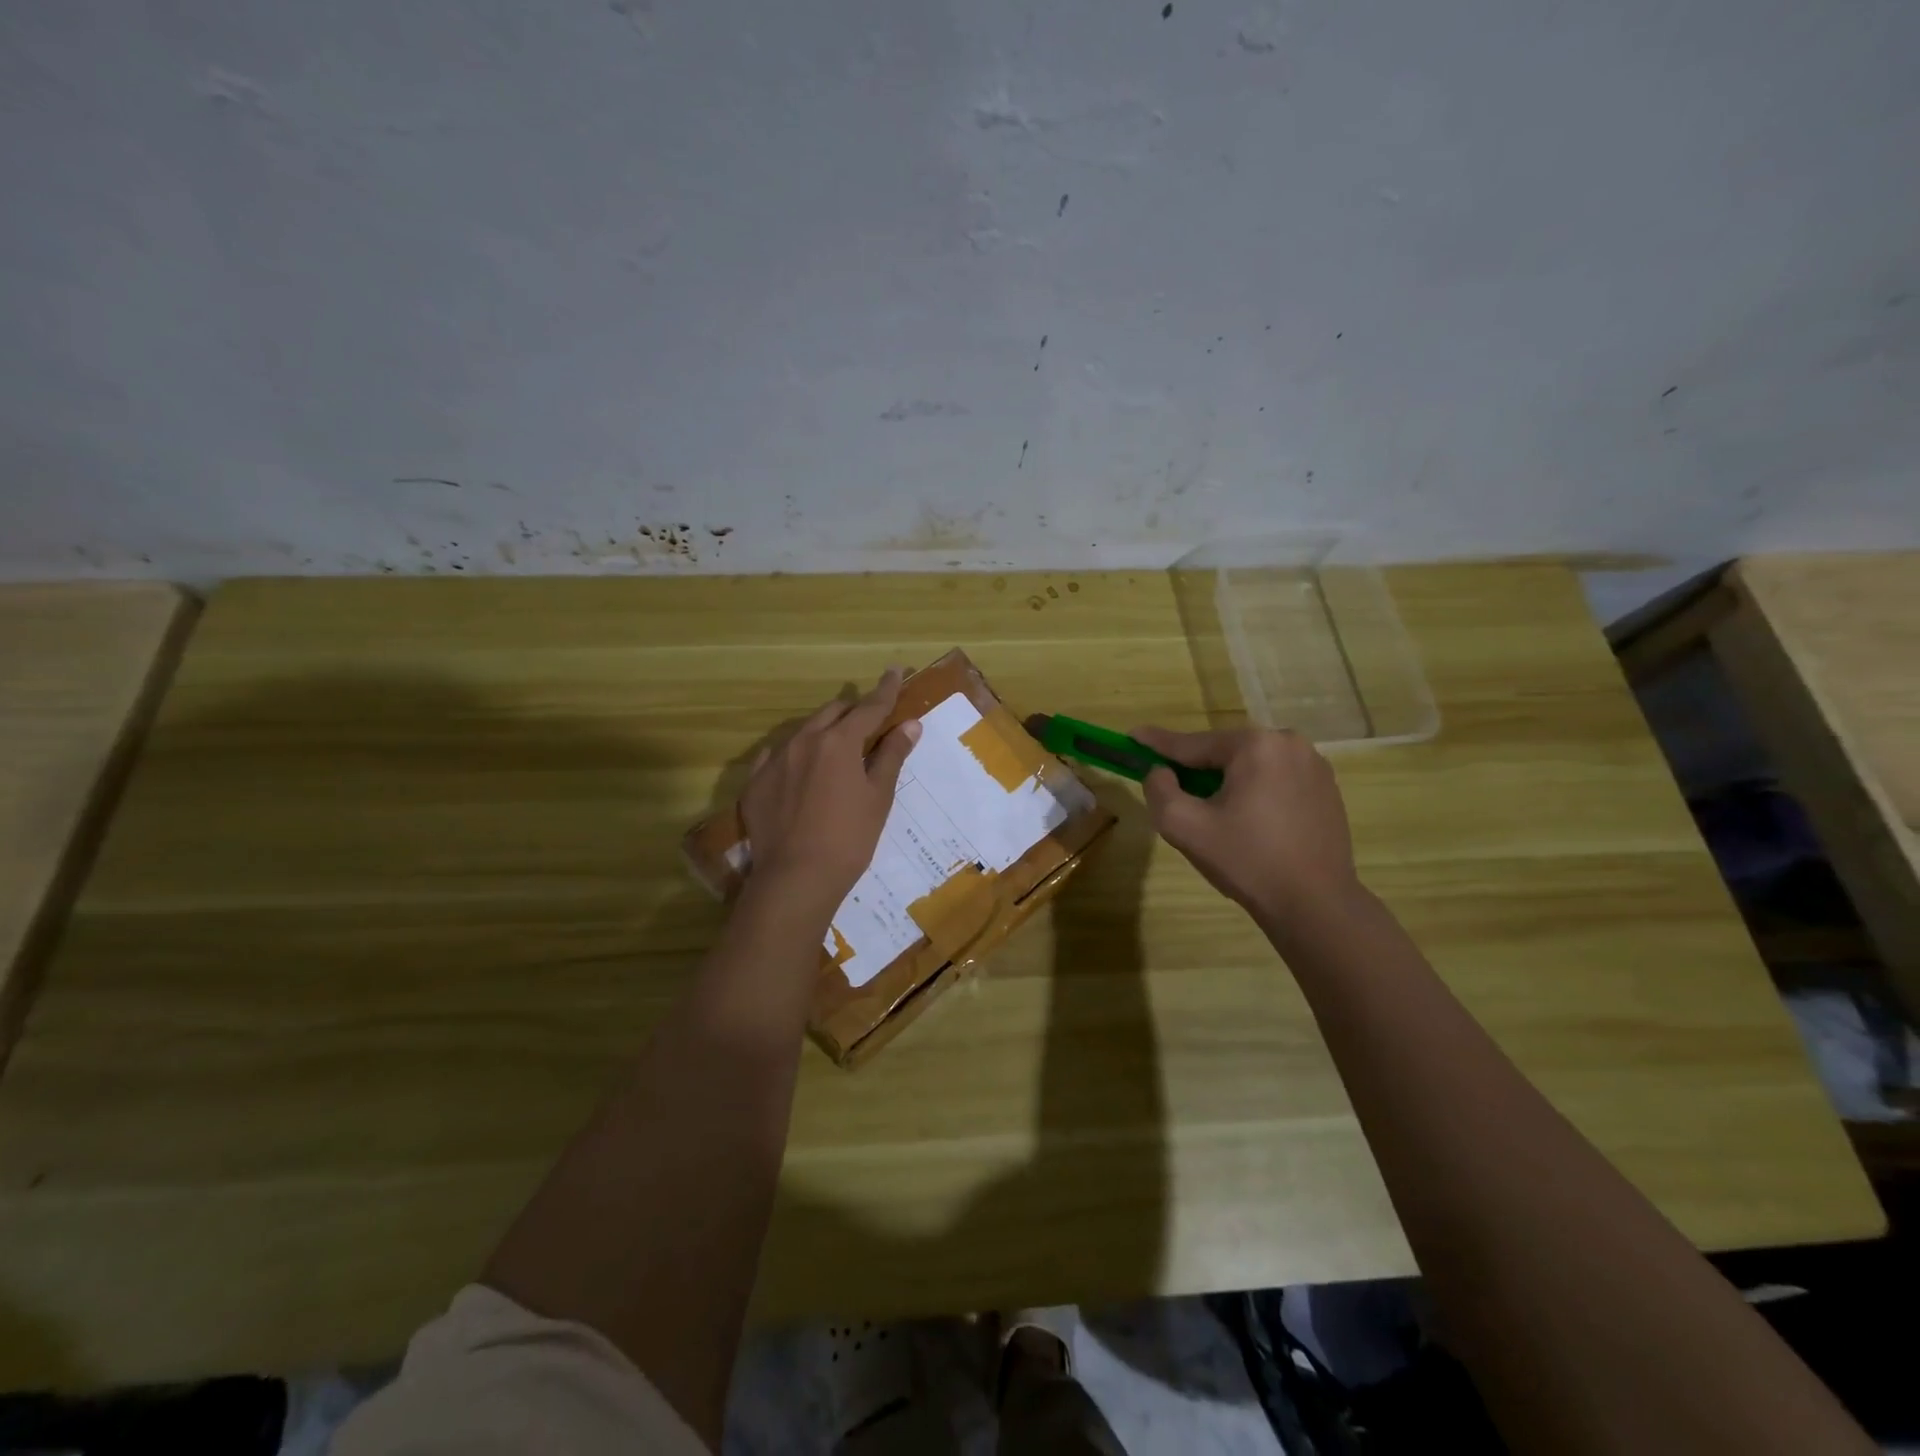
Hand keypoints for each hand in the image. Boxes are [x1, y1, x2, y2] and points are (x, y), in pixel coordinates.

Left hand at [740, 669, 920, 921]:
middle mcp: (803, 741)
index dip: (885, 690)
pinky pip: (777, 755)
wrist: (796, 878)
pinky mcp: (756, 782)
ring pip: (803, 731)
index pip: (869, 707)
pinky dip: (795, 754)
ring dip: (824, 730)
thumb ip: (891, 755)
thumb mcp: (878, 797)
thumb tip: (909, 725)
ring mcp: (774, 760)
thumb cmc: (849, 838)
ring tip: (836, 746)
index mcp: (838, 742)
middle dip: (853, 711)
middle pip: (833, 713)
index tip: (895, 671)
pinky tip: (799, 767)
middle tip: (869, 719)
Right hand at [1134, 726, 1361, 927]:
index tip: (1132, 736)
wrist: (1315, 904)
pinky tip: (1247, 823)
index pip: (1193, 743)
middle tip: (1174, 791)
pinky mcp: (1327, 789)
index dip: (1157, 743)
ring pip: (1250, 766)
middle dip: (1196, 769)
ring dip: (1226, 782)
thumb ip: (1159, 789)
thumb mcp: (1184, 826)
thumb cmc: (1247, 861)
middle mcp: (1290, 743)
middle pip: (1224, 753)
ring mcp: (1314, 766)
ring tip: (1212, 814)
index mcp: (1256, 745)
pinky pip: (1275, 780)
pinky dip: (1254, 792)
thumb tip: (1160, 772)